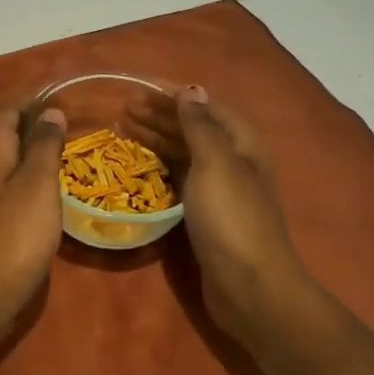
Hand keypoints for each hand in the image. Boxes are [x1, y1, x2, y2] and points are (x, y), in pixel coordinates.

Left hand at [0, 104, 67, 347]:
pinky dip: (28, 183)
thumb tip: (50, 111)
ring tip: (65, 159)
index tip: (64, 101)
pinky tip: (48, 196)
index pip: (7, 112)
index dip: (33, 102)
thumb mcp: (38, 182)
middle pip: (4, 136)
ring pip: (6, 163)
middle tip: (71, 131)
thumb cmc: (15, 232)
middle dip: (34, 129)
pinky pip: (7, 188)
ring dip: (32, 157)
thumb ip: (45, 144)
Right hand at [138, 86, 311, 347]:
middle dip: (159, 115)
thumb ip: (200, 125)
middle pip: (193, 127)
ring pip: (184, 151)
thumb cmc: (231, 218)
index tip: (138, 87)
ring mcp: (220, 188)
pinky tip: (140, 163)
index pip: (204, 105)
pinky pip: (179, 176)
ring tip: (123, 128)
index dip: (172, 94)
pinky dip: (159, 164)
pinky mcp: (206, 212)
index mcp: (241, 142)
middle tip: (123, 109)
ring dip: (156, 137)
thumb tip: (191, 89)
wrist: (250, 287)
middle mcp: (233, 159)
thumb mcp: (215, 163)